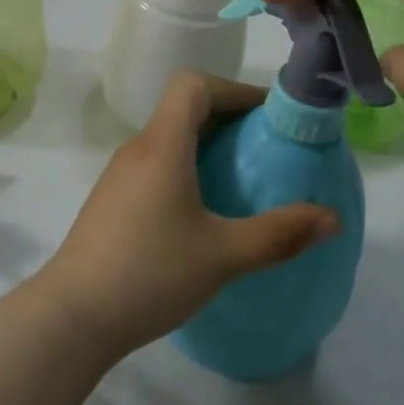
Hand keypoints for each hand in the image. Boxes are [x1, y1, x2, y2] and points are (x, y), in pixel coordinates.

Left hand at [31, 73, 338, 359]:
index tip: (267, 116)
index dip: (234, 89)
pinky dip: (186, 170)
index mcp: (162, 146)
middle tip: (266, 149)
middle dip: (228, 119)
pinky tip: (204, 213)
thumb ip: (280, 234)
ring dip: (207, 147)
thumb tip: (333, 218)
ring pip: (169, 140)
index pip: (194, 85)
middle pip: (183, 109)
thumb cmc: (149, 274)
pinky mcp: (111, 204)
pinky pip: (156, 167)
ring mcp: (119, 178)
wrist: (70, 319)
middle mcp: (138, 150)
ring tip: (242, 180)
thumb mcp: (223, 256)